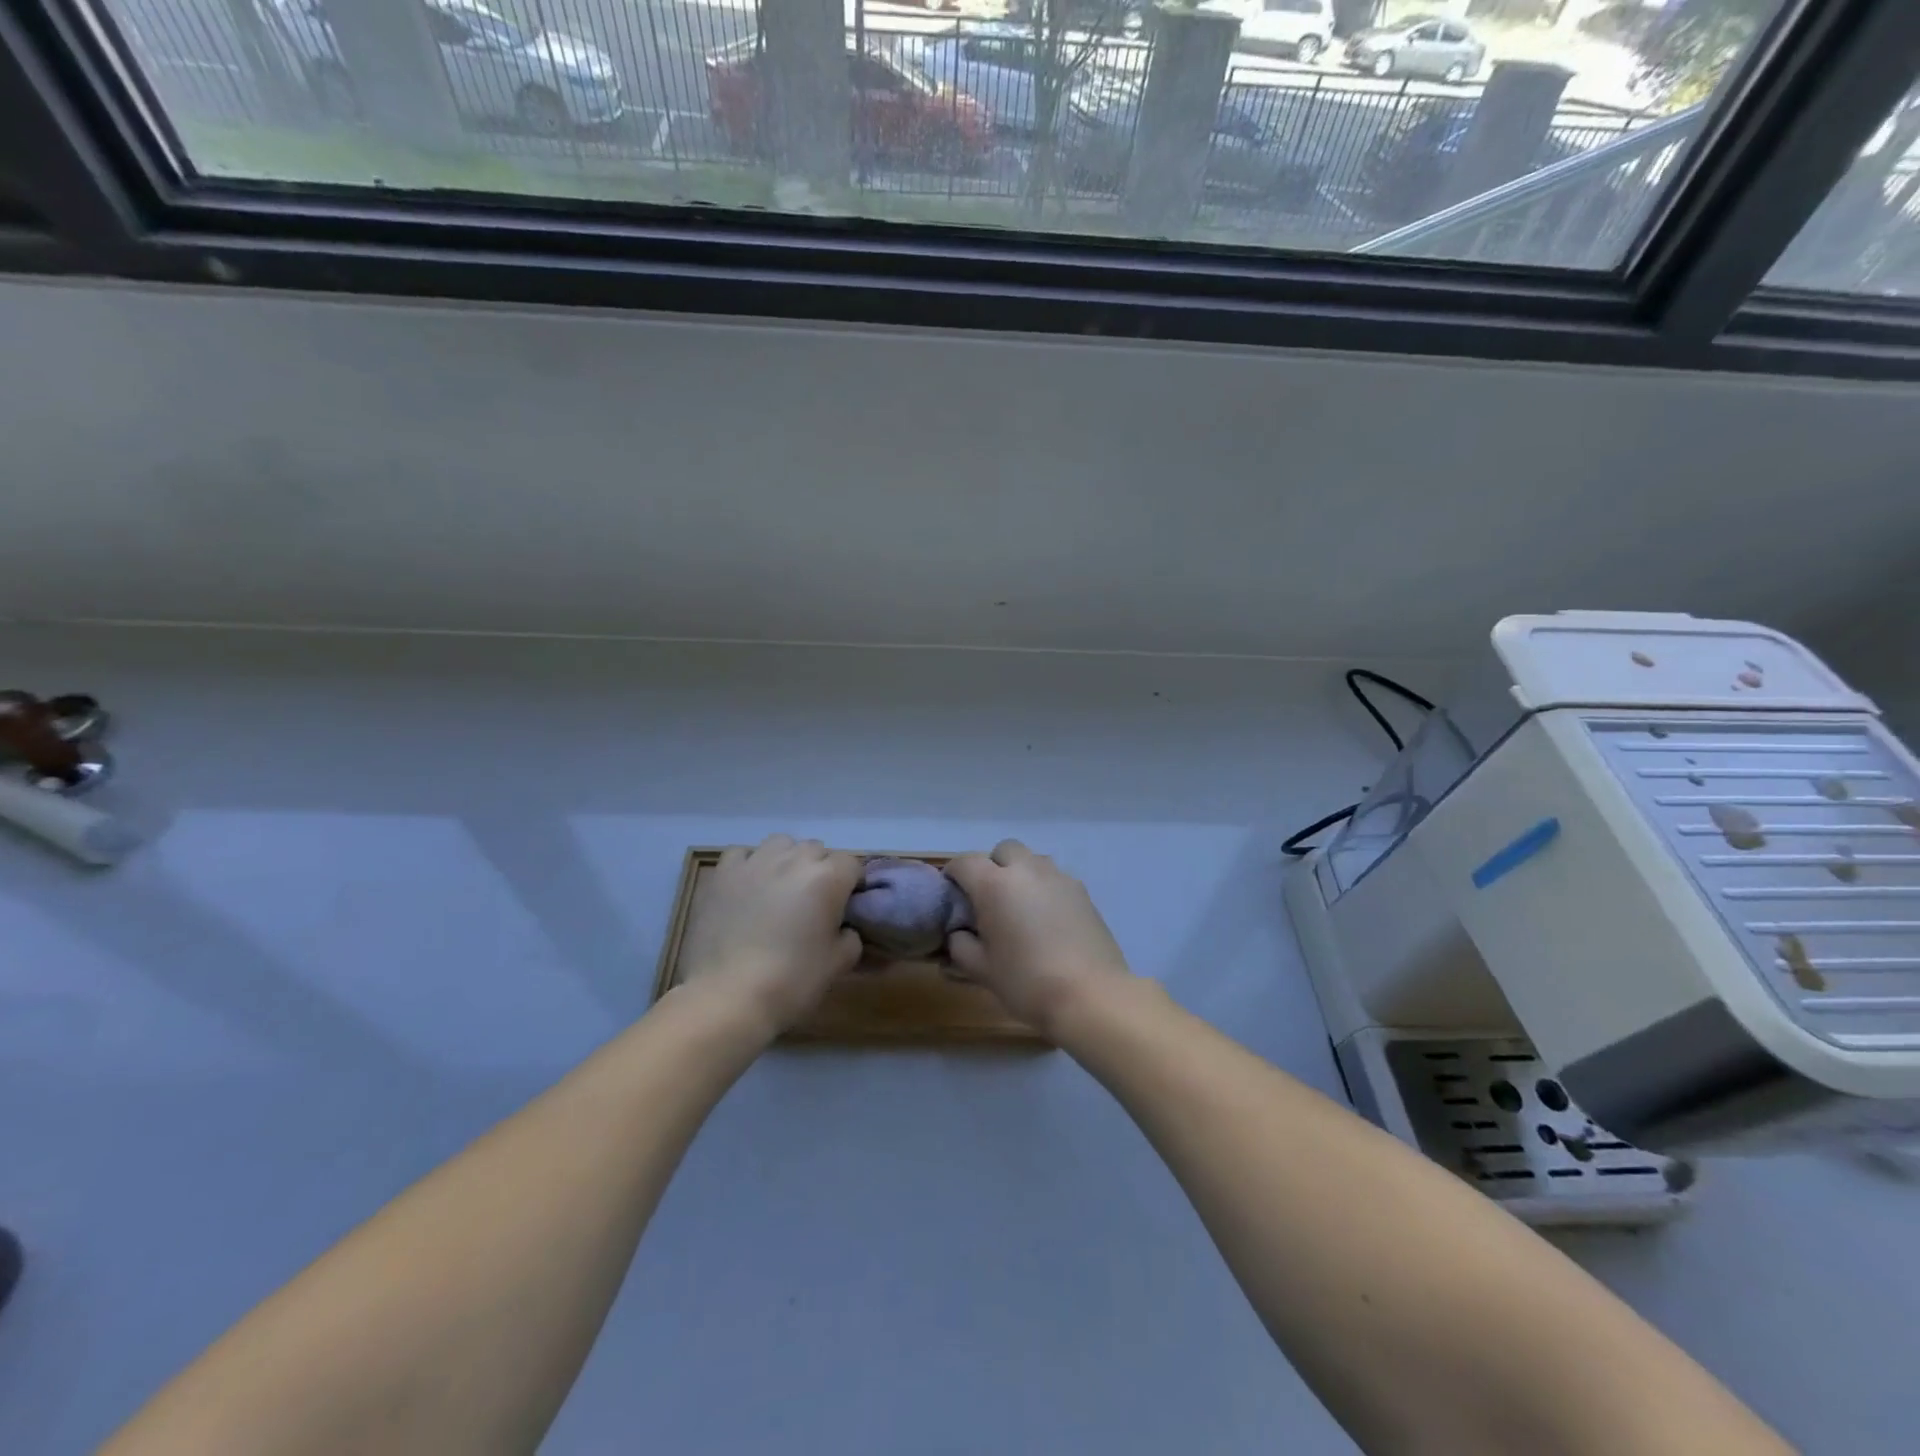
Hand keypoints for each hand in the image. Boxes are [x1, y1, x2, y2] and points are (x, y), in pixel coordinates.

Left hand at [678, 835, 863, 1035]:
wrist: (728, 997)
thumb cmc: (792, 981)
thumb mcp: (838, 963)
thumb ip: (850, 937)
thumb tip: (844, 928)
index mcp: (827, 878)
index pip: (852, 864)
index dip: (851, 885)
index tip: (845, 907)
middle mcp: (793, 859)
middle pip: (817, 850)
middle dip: (820, 871)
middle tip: (813, 903)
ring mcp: (755, 862)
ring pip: (781, 844)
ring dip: (787, 860)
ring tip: (780, 888)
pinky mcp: (723, 874)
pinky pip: (742, 854)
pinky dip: (750, 864)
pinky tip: (748, 887)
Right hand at [945, 840, 1134, 1035]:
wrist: (1090, 995)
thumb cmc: (1026, 981)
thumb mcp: (981, 969)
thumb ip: (961, 946)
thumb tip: (959, 934)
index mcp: (995, 885)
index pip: (965, 862)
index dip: (953, 874)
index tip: (952, 893)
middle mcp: (1027, 870)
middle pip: (1003, 850)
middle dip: (992, 866)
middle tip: (989, 898)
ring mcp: (1059, 878)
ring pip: (1032, 861)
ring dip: (1020, 874)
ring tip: (1020, 908)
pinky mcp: (1082, 892)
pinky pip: (1055, 879)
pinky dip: (1044, 889)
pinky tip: (1046, 920)